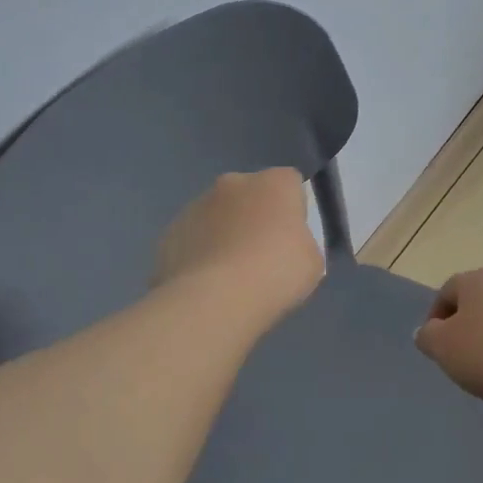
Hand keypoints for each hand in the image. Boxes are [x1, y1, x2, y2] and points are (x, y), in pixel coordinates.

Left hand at [155, 170, 324, 323]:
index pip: (291, 183)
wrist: (214, 300)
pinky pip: (194, 240)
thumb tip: (287, 245)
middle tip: (263, 255)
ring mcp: (196, 205)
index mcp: (275, 183)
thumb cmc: (276, 273)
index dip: (295, 209)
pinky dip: (201, 255)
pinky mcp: (170, 233)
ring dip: (225, 234)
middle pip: (251, 195)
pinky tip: (208, 285)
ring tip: (231, 276)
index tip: (294, 237)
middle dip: (255, 217)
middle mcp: (234, 183)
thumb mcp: (312, 262)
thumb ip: (302, 243)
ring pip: (218, 216)